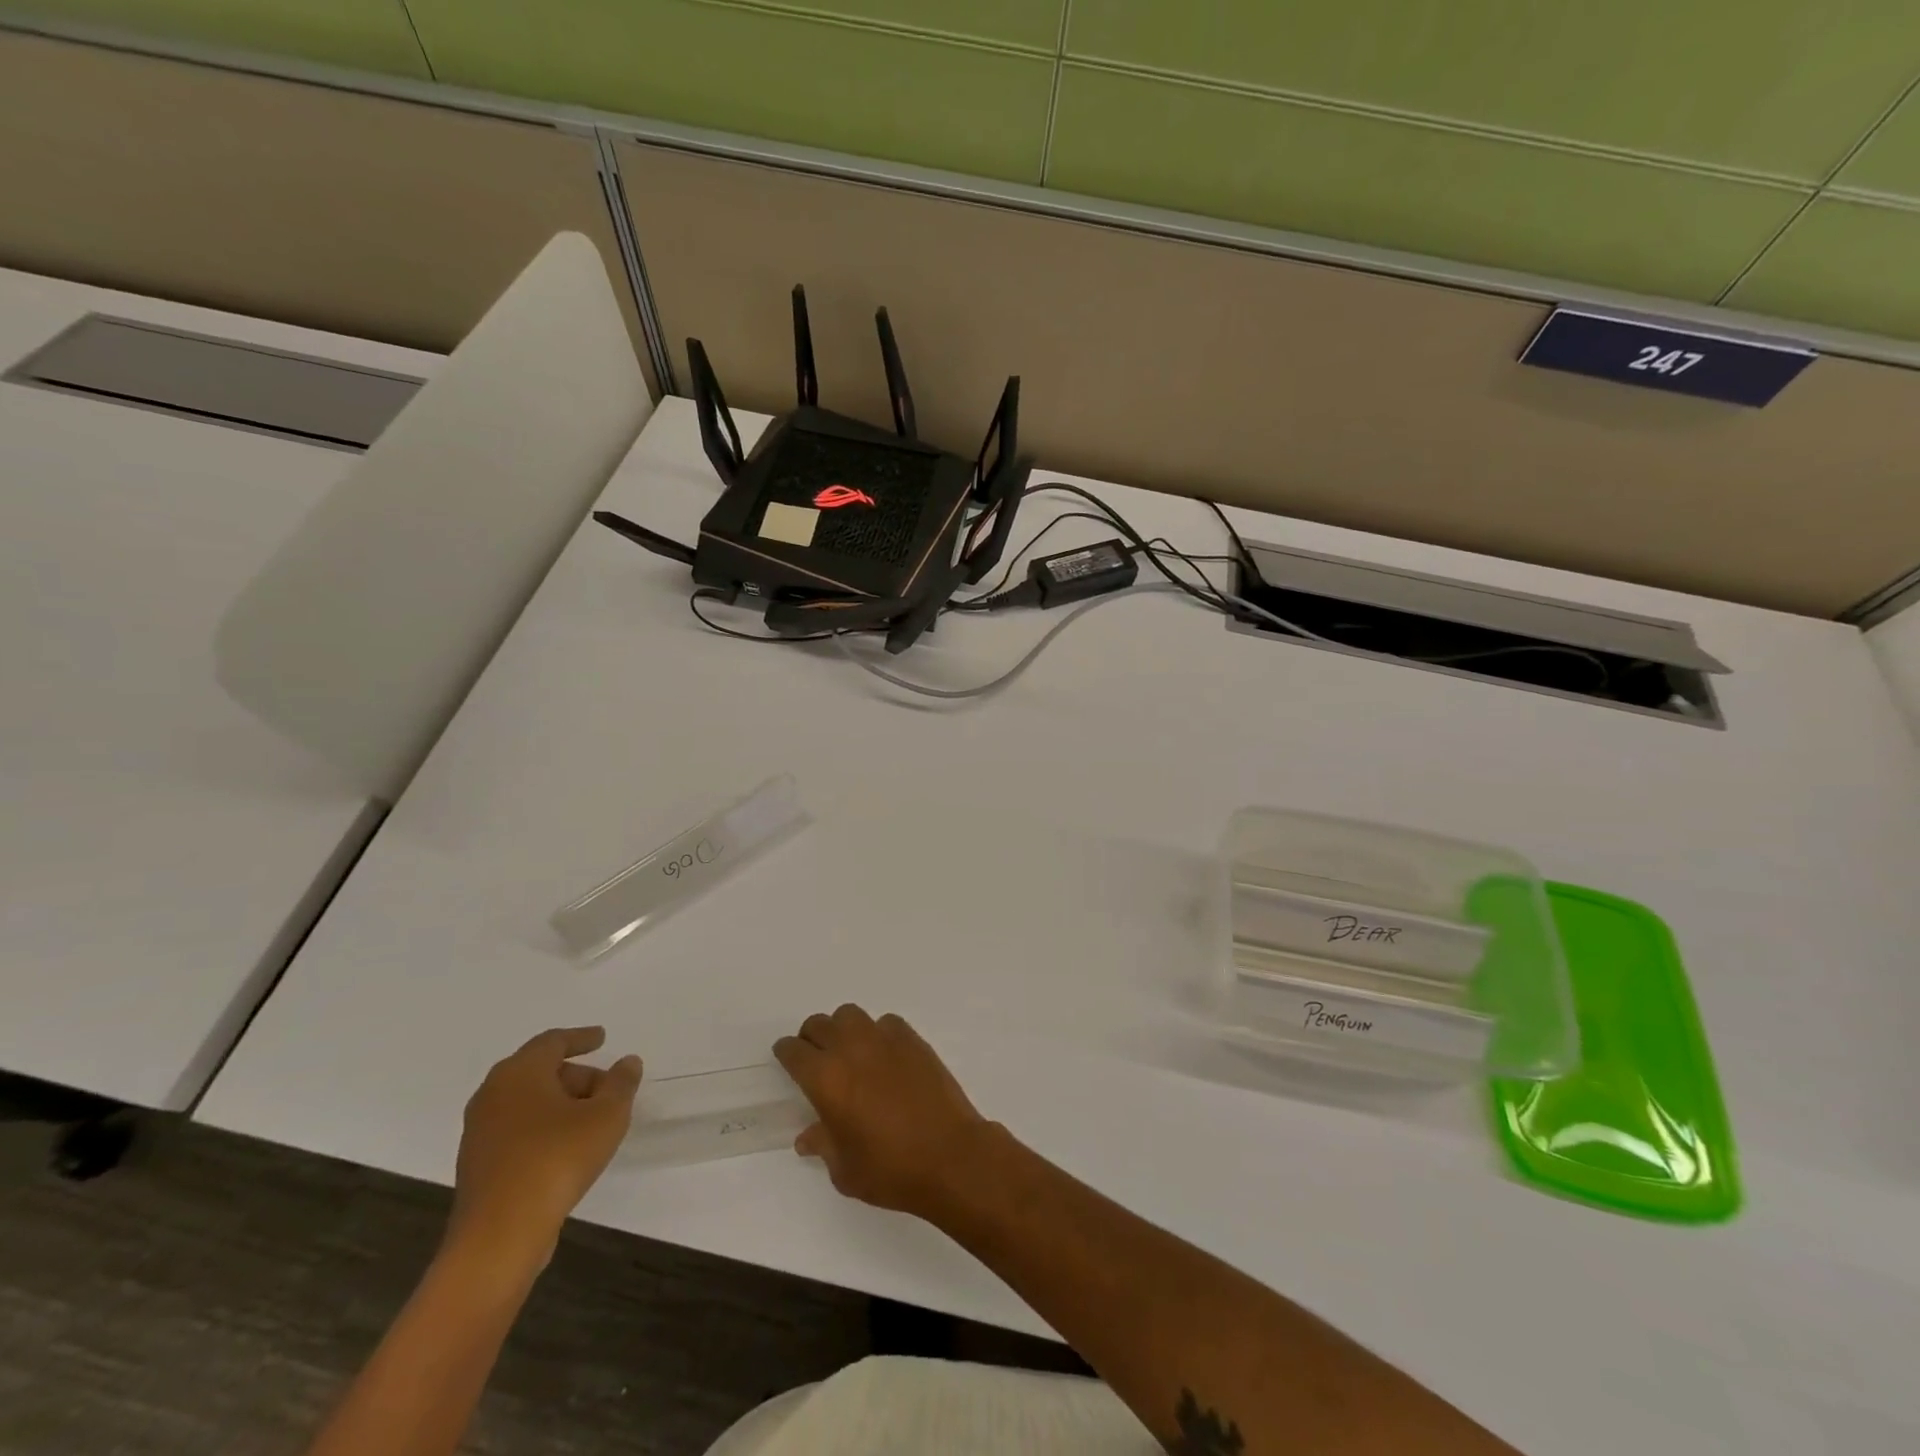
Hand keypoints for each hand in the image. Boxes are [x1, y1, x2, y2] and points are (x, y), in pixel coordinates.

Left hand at [450, 1027, 641, 1266]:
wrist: (499, 1236)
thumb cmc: (556, 1160)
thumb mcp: (607, 1115)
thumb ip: (621, 1083)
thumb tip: (627, 1062)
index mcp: (519, 1073)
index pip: (552, 1042)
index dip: (581, 1037)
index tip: (602, 1038)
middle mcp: (492, 1094)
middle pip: (540, 1071)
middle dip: (577, 1076)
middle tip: (608, 1089)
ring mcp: (479, 1132)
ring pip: (527, 1102)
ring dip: (561, 1104)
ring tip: (593, 1121)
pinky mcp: (478, 1164)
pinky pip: (517, 1130)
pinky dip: (543, 1127)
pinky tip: (567, 1148)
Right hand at [774, 1005, 993, 1218]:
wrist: (949, 1155)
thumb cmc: (890, 1170)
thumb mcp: (844, 1170)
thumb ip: (823, 1145)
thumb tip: (808, 1136)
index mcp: (826, 1079)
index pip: (794, 1051)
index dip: (786, 1053)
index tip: (786, 1058)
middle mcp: (851, 1049)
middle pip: (819, 1024)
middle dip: (811, 1038)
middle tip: (815, 1058)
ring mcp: (884, 1039)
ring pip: (851, 1015)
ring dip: (842, 1029)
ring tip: (849, 1052)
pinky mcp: (912, 1039)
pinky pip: (885, 1023)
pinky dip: (877, 1033)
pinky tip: (884, 1056)